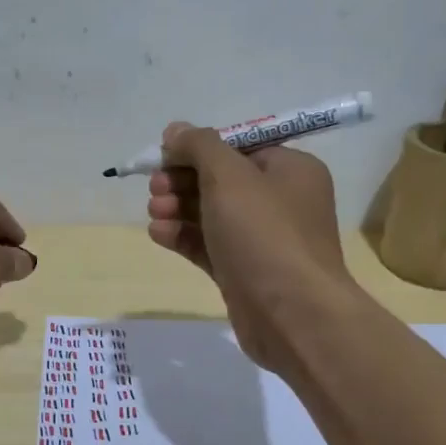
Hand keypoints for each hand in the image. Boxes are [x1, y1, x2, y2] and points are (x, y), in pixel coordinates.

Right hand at [146, 123, 358, 371]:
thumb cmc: (264, 234)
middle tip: (155, 188)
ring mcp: (263, 240)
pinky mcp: (244, 272)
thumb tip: (176, 129)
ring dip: (178, 208)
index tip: (164, 156)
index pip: (239, 146)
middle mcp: (281, 201)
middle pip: (221, 180)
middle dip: (183, 181)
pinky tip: (158, 234)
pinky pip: (210, 245)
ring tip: (154, 212)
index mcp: (290, 169)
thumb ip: (199, 146)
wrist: (291, 315)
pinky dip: (184, 237)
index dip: (198, 149)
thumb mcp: (229, 176)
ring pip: (212, 214)